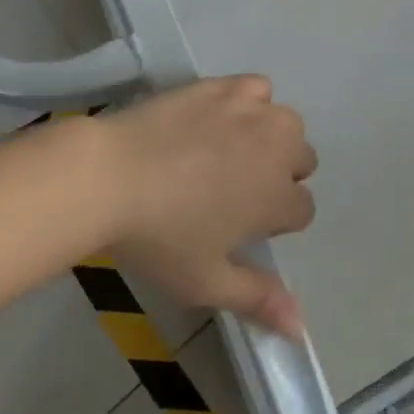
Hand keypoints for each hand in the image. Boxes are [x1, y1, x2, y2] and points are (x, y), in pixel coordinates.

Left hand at [96, 76, 316, 337]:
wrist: (110, 175)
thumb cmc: (158, 237)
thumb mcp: (205, 281)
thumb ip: (258, 299)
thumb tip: (301, 328)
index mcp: (276, 197)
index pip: (303, 209)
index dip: (276, 223)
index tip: (243, 229)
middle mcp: (278, 148)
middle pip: (303, 160)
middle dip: (280, 177)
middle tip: (234, 193)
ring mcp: (253, 112)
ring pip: (287, 124)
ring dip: (272, 139)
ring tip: (232, 154)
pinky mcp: (227, 86)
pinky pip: (258, 88)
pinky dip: (250, 102)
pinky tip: (223, 118)